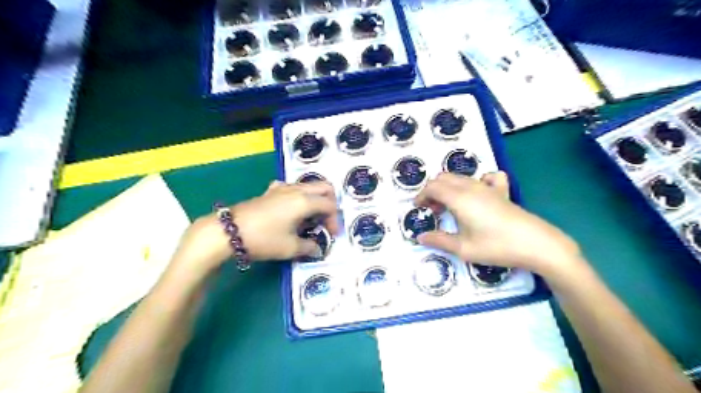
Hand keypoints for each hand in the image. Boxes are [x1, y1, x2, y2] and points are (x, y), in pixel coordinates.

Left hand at [167, 181, 336, 275]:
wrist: (229, 231)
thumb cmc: (264, 239)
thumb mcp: (290, 248)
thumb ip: (309, 247)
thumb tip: (317, 249)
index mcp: (305, 201)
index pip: (329, 205)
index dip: (335, 220)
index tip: (331, 235)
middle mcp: (297, 190)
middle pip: (324, 187)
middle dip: (330, 202)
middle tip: (326, 220)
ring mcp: (282, 188)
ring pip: (308, 186)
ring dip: (315, 199)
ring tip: (310, 218)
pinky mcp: (270, 191)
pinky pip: (292, 187)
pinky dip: (298, 195)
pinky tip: (291, 208)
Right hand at [416, 172, 580, 275]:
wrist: (536, 244)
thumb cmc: (496, 246)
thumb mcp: (463, 248)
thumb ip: (439, 240)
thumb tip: (420, 237)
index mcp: (459, 198)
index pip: (432, 187)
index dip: (421, 195)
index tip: (418, 208)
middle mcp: (471, 187)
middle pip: (444, 178)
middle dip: (432, 190)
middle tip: (432, 209)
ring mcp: (488, 187)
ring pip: (461, 177)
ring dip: (449, 187)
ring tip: (449, 206)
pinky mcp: (502, 191)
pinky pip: (487, 177)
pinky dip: (476, 181)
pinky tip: (478, 194)